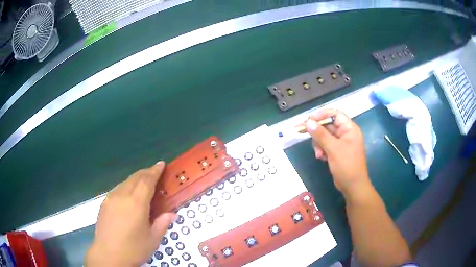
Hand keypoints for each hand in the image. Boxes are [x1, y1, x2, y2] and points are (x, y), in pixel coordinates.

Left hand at [85, 161, 175, 266]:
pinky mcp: (104, 203)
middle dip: (146, 172)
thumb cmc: (134, 248)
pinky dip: (126, 186)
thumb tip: (171, 214)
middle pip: (135, 178)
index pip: (147, 181)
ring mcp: (111, 198)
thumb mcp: (153, 239)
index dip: (154, 171)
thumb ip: (162, 223)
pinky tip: (128, 194)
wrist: (108, 255)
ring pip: (125, 182)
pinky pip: (117, 189)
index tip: (161, 164)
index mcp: (136, 203)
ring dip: (135, 179)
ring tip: (143, 182)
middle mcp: (122, 196)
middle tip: (154, 171)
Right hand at [303, 109, 369, 194]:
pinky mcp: (337, 151)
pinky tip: (320, 157)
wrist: (353, 186)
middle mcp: (346, 133)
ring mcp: (341, 143)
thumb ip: (320, 135)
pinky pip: (326, 145)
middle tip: (302, 133)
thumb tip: (308, 122)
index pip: (335, 114)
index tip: (308, 120)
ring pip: (325, 136)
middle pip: (328, 125)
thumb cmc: (347, 165)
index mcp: (349, 128)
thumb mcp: (333, 149)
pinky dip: (321, 149)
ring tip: (318, 154)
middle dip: (317, 132)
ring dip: (318, 143)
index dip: (321, 114)